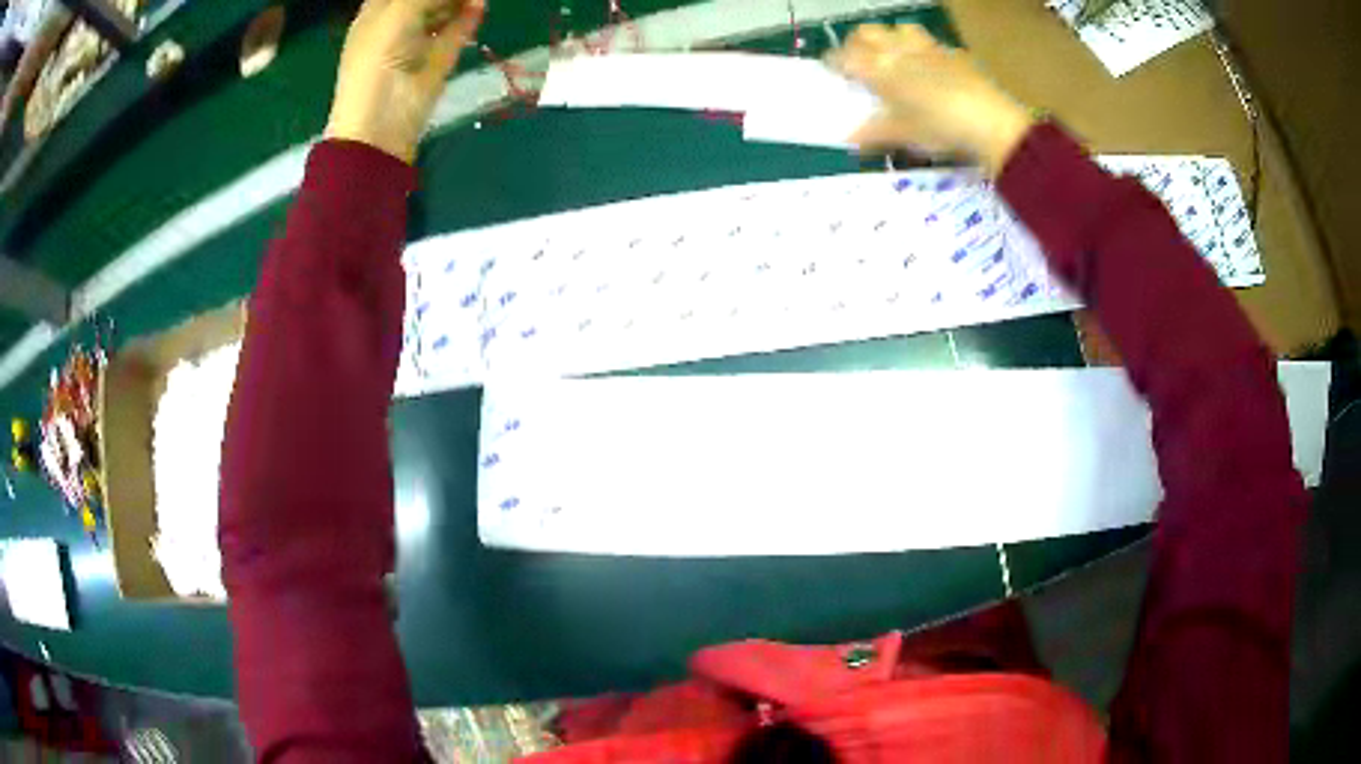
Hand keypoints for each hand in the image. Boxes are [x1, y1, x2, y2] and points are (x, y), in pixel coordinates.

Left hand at [325, 0, 485, 162]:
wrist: (379, 125)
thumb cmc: (377, 61)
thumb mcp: (400, 14)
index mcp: (376, 13)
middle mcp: (397, 24)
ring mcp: (417, 43)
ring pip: (445, 10)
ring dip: (460, 1)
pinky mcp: (436, 62)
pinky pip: (456, 32)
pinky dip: (468, 18)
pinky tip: (480, 6)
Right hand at [828, 24, 1034, 176]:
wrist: (990, 122)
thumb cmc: (940, 128)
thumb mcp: (904, 135)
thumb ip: (875, 133)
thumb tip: (849, 139)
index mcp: (880, 69)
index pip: (844, 56)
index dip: (834, 61)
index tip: (832, 69)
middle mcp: (899, 51)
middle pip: (868, 32)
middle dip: (858, 42)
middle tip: (859, 59)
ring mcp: (928, 48)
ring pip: (900, 28)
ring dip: (892, 37)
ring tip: (895, 55)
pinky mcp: (953, 53)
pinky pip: (932, 43)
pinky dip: (925, 50)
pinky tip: (932, 67)